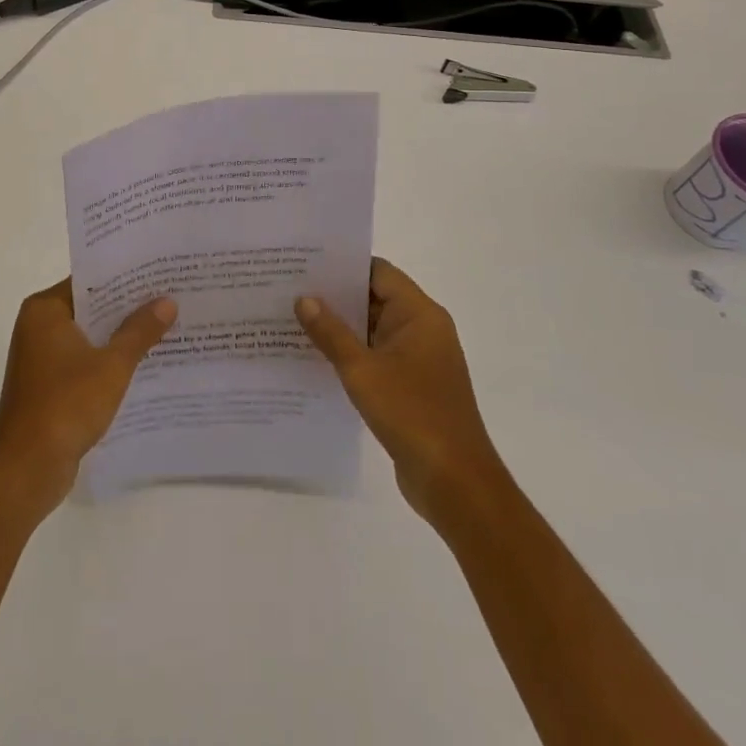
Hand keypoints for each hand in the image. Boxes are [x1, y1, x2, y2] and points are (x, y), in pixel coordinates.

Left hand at [0, 279, 174, 519]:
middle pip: (91, 307)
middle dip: (129, 307)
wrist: (26, 470)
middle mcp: (38, 326)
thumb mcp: (112, 365)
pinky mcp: (49, 386)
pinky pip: (85, 361)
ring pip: (90, 336)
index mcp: (44, 310)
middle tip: (172, 297)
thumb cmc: (66, 405)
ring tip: (167, 327)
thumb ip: (140, 331)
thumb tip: (167, 301)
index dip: (126, 277)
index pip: (90, 280)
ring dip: (121, 336)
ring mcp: (42, 358)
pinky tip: (145, 364)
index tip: (160, 273)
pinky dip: (109, 361)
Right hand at [297, 257, 503, 525]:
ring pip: (373, 330)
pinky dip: (351, 354)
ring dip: (340, 328)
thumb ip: (331, 332)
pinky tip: (316, 359)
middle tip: (290, 290)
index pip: (378, 272)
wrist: (455, 482)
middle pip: (375, 298)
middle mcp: (423, 329)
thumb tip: (304, 299)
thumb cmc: (411, 414)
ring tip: (294, 320)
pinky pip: (377, 356)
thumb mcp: (362, 370)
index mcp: (419, 314)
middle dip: (335, 296)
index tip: (305, 263)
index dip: (343, 265)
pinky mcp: (413, 386)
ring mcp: (419, 359)